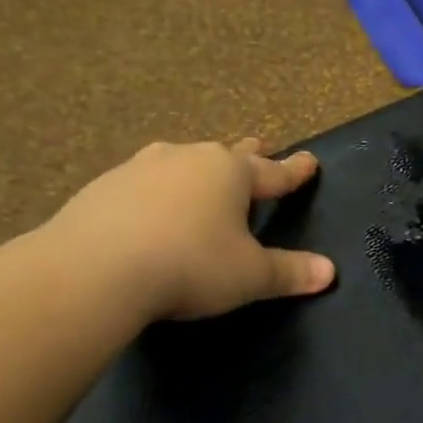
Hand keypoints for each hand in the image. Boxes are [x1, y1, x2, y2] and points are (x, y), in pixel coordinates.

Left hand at [44, 139, 335, 321]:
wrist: (93, 270)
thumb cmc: (190, 265)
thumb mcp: (249, 275)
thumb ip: (290, 272)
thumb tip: (329, 272)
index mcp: (230, 173)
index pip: (274, 171)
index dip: (295, 171)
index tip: (309, 161)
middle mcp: (188, 159)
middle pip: (227, 154)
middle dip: (248, 154)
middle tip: (260, 146)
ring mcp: (141, 169)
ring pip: (181, 163)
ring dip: (197, 169)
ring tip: (200, 177)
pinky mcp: (103, 188)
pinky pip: (143, 183)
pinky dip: (157, 192)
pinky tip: (151, 208)